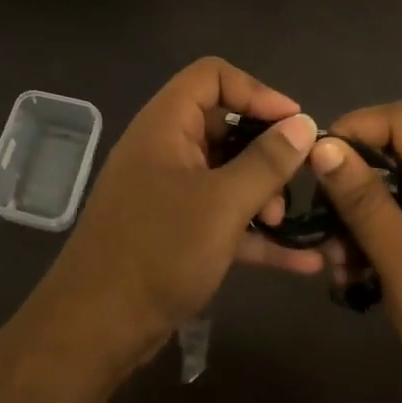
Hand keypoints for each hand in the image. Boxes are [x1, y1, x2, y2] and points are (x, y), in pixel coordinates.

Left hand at [29, 58, 320, 369]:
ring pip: (226, 174)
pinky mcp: (175, 232)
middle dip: (266, 151)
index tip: (295, 122)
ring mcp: (169, 192)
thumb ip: (266, 162)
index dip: (256, 90)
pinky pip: (223, 218)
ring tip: (285, 223)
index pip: (212, 76)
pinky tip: (303, 260)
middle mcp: (165, 149)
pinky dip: (256, 234)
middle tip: (297, 179)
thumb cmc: (159, 250)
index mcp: (165, 124)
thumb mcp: (222, 203)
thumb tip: (303, 124)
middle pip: (224, 125)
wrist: (97, 326)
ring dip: (262, 194)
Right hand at [312, 103, 401, 402]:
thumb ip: (361, 199)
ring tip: (336, 262)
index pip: (399, 119)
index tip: (316, 165)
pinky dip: (375, 240)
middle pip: (393, 154)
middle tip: (321, 221)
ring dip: (357, 218)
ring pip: (392, 192)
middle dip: (350, 182)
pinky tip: (355, 276)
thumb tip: (322, 144)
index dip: (354, 128)